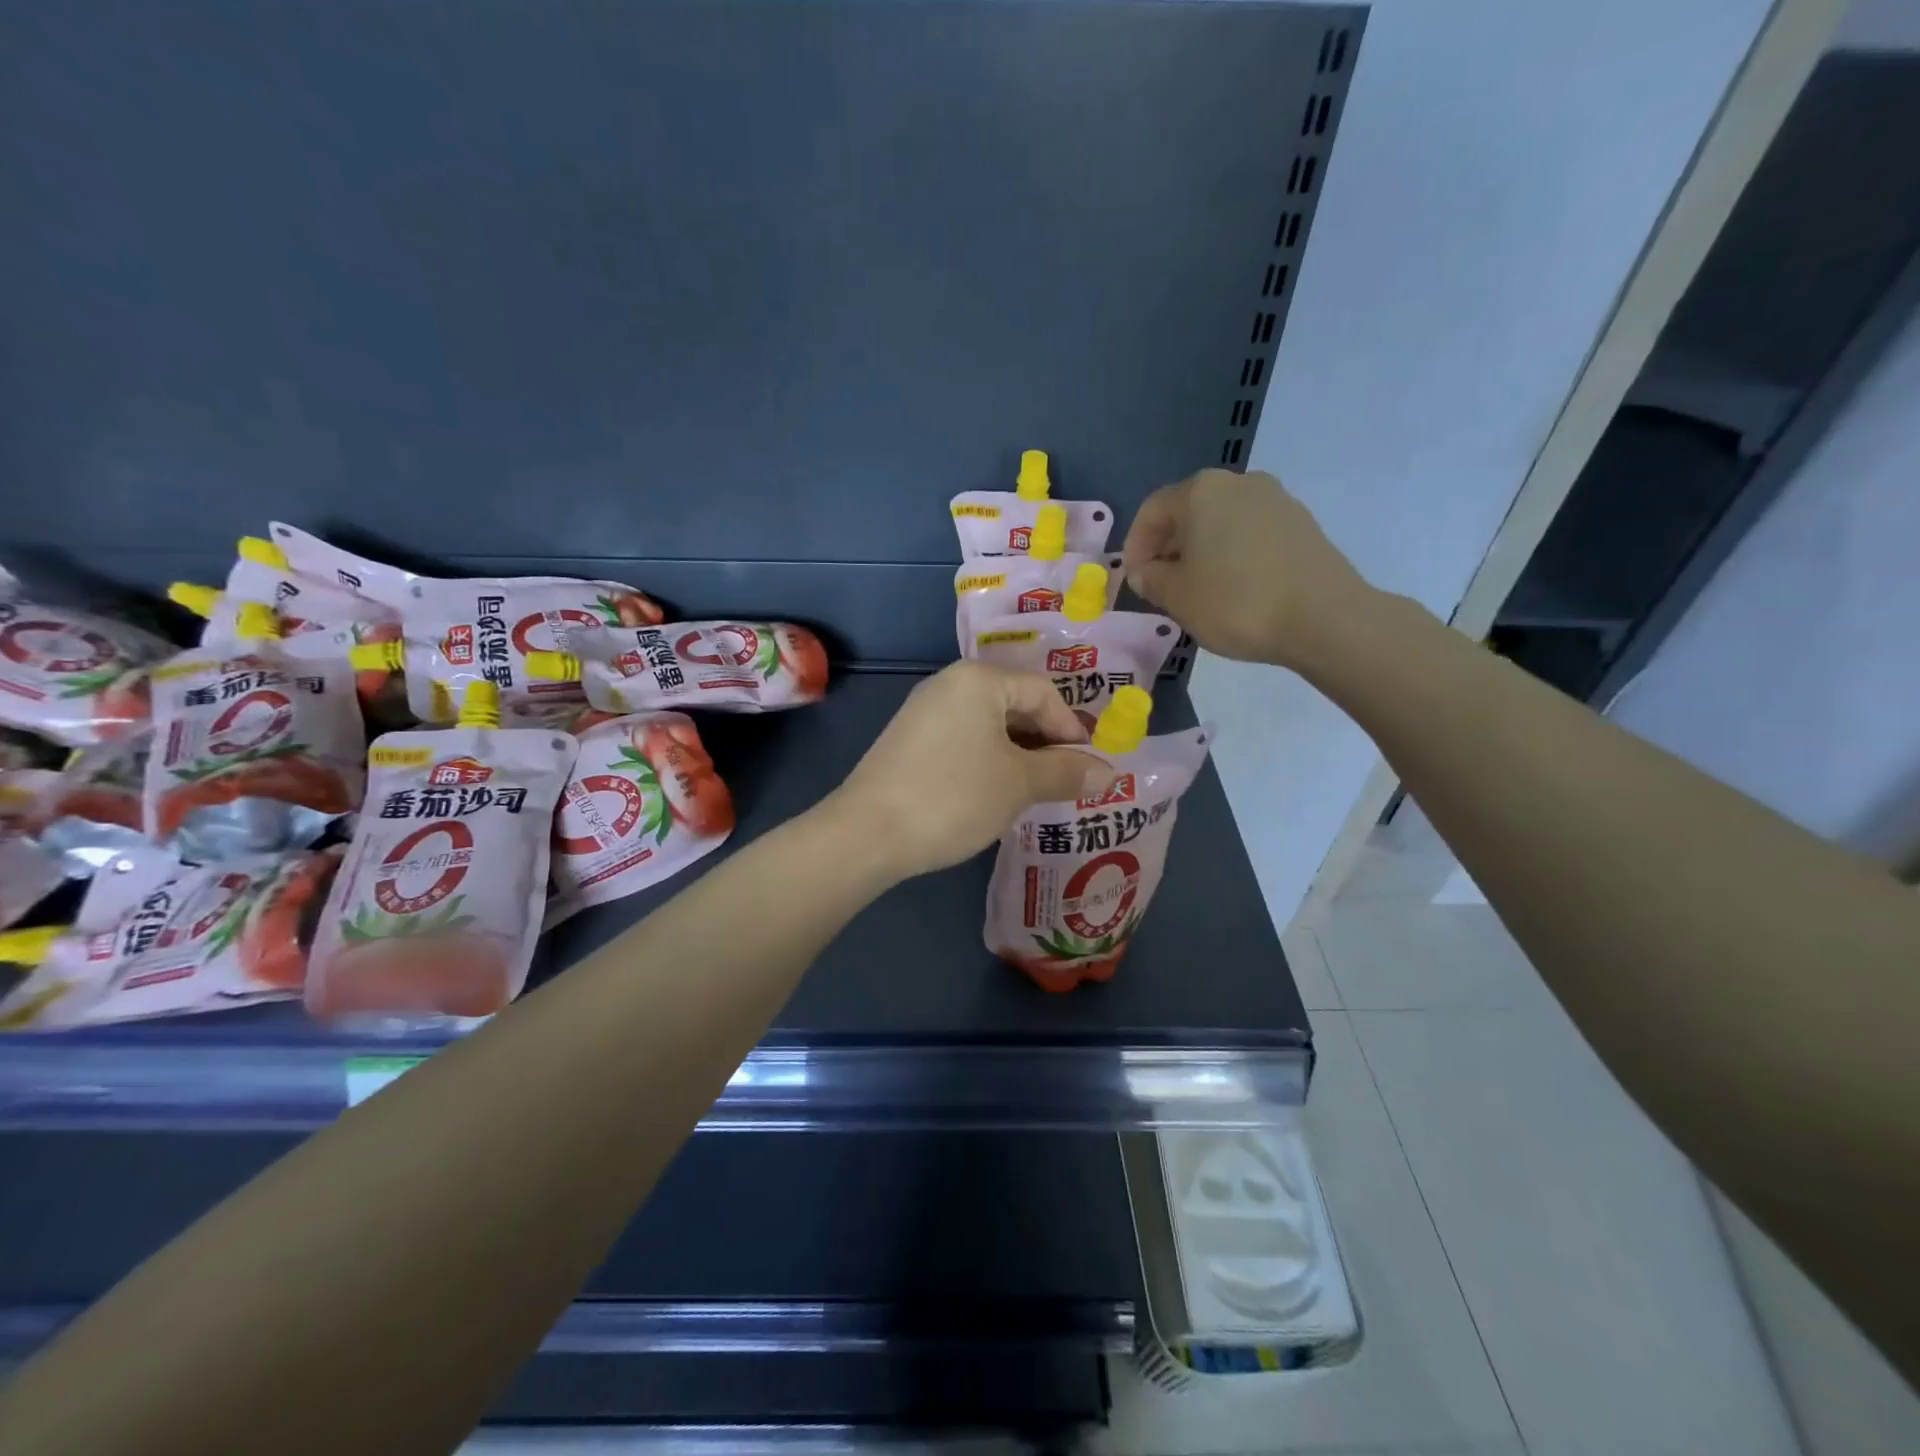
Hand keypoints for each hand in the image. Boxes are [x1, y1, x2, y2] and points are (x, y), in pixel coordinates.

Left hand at [830, 662, 1111, 878]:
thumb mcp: (1019, 783)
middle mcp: (948, 684)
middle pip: (1015, 705)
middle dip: (1045, 743)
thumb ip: (1066, 772)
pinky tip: (994, 794)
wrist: (867, 833)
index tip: (1086, 769)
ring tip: (1034, 792)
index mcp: (978, 680)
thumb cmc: (954, 796)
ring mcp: (923, 713)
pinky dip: (988, 762)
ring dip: (1018, 756)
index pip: (1043, 692)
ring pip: (988, 726)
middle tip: (1064, 781)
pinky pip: (963, 741)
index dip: (1071, 729)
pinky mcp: (908, 742)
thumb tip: (1108, 773)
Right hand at [1123, 468, 1373, 668]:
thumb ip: (1151, 580)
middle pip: (1189, 512)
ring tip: (1197, 591)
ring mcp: (1276, 500)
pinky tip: (1234, 589)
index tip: (1133, 580)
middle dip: (1168, 547)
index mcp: (1201, 492)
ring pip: (1221, 523)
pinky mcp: (1301, 524)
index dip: (1134, 546)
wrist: (1325, 618)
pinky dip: (1232, 555)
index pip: (1152, 510)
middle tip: (1161, 586)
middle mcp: (1239, 483)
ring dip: (1201, 552)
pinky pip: (1251, 534)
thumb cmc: (1237, 602)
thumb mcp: (1177, 597)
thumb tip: (1146, 572)